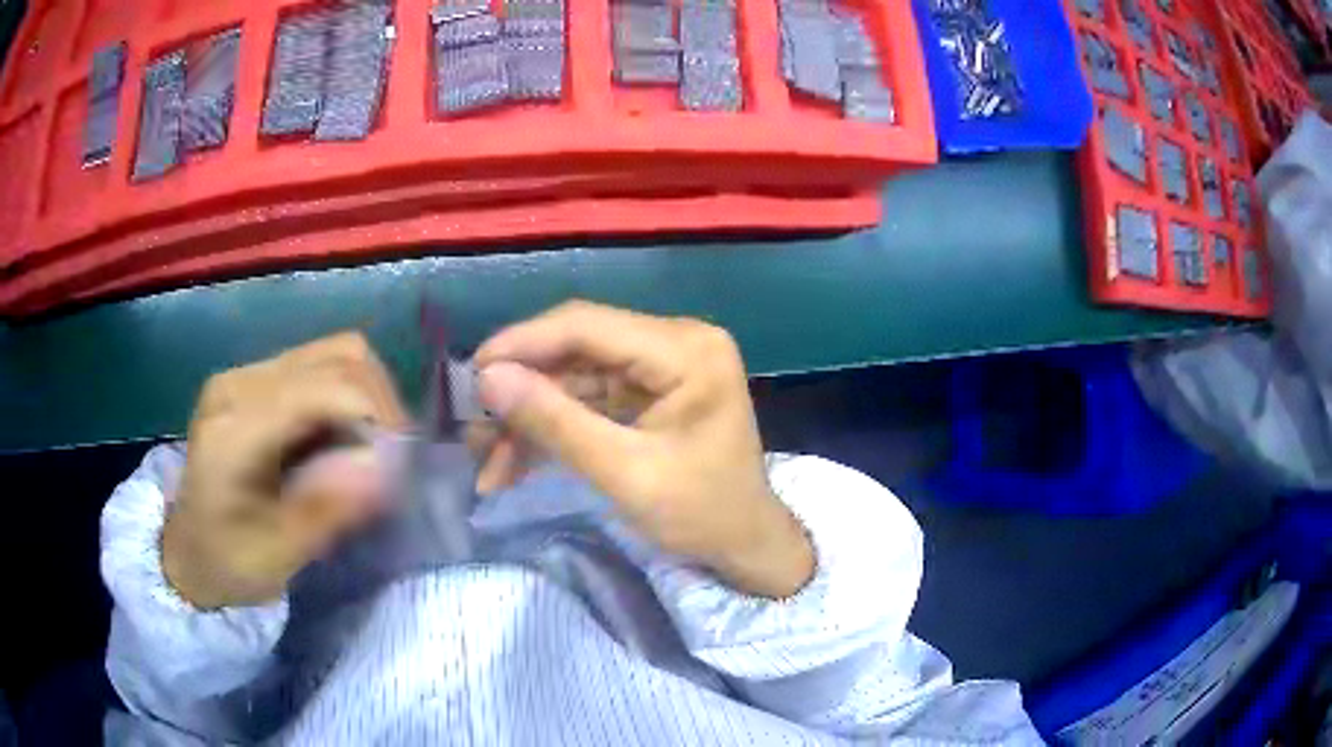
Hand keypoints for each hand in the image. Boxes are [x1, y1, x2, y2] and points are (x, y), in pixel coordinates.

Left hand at [164, 332, 406, 608]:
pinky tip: (345, 435)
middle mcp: (240, 383)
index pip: (324, 387)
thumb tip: (389, 471)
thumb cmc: (228, 562)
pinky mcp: (253, 381)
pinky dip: (347, 395)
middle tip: (395, 454)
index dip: (377, 414)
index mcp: (237, 427)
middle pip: (337, 355)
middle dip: (381, 401)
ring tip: (374, 443)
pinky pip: (317, 366)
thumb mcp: (279, 554)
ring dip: (367, 393)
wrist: (186, 550)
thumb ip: (330, 509)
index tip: (405, 461)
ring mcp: (245, 375)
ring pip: (333, 352)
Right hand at [471, 301, 813, 598]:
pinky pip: (587, 399)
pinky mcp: (648, 392)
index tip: (470, 374)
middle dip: (521, 389)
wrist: (746, 546)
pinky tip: (513, 462)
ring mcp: (661, 366)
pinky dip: (551, 428)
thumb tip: (487, 378)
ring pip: (573, 377)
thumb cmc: (702, 514)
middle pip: (576, 349)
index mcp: (685, 349)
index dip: (522, 344)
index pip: (587, 326)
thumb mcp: (625, 474)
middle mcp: (675, 342)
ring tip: (485, 458)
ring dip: (529, 416)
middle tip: (472, 425)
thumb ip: (555, 423)